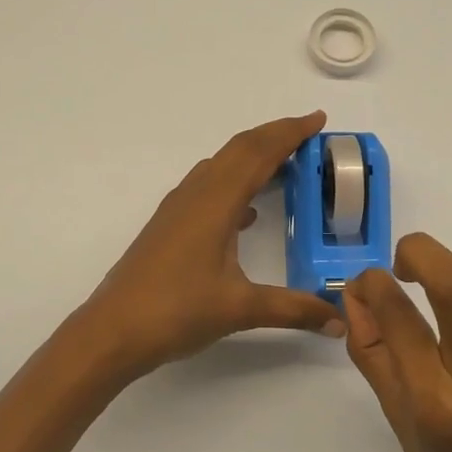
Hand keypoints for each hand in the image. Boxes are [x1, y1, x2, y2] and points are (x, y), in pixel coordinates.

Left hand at [81, 112, 346, 376]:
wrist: (112, 331)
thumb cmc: (176, 312)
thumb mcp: (241, 309)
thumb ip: (293, 310)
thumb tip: (339, 323)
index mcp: (216, 203)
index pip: (259, 153)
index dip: (290, 133)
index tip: (318, 119)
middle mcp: (196, 195)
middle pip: (239, 149)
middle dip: (274, 136)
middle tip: (308, 135)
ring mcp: (178, 209)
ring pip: (220, 166)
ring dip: (252, 157)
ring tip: (284, 166)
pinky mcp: (168, 225)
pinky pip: (207, 188)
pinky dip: (234, 184)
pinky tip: (246, 214)